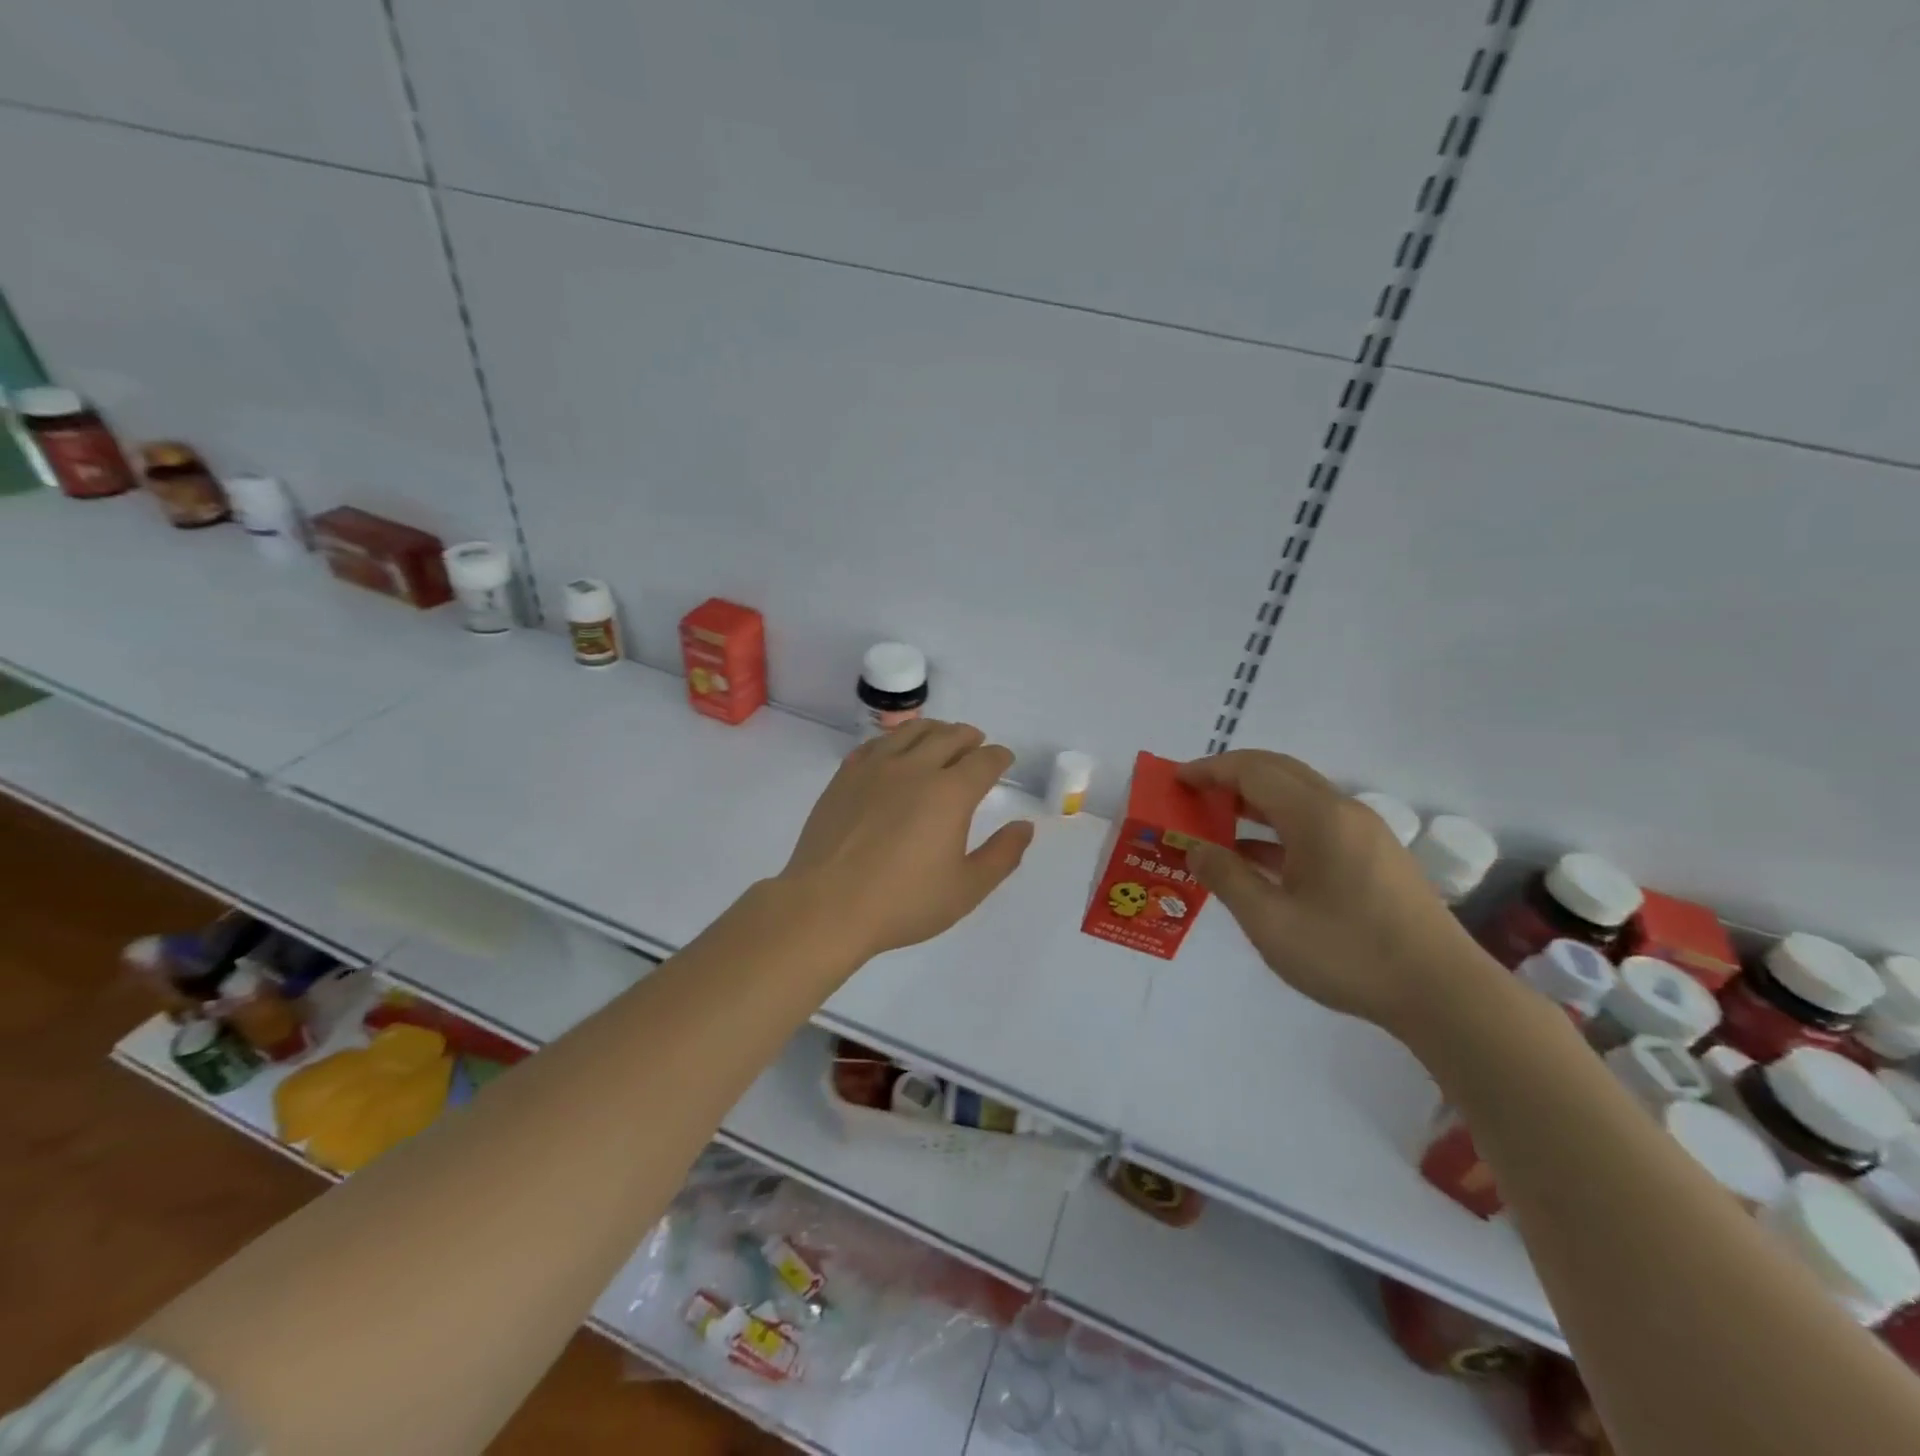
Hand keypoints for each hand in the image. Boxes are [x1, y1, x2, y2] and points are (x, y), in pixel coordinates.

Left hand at [778, 720, 1034, 962]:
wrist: (826, 906)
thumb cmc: (903, 902)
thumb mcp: (966, 889)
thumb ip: (1002, 856)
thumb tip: (1024, 826)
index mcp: (950, 793)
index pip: (984, 761)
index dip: (999, 757)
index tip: (1004, 760)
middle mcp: (915, 768)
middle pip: (950, 736)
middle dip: (970, 737)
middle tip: (977, 745)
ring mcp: (876, 768)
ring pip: (912, 731)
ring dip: (935, 730)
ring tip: (941, 738)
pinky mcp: (845, 776)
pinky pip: (877, 743)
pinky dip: (897, 740)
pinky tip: (896, 751)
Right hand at [1177, 751, 1497, 1036]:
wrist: (1444, 995)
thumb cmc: (1348, 954)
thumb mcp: (1270, 921)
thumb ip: (1226, 879)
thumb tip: (1196, 848)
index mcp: (1317, 816)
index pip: (1253, 771)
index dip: (1210, 770)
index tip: (1175, 781)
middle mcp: (1343, 811)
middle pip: (1279, 773)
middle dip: (1231, 777)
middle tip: (1192, 795)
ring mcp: (1364, 834)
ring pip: (1299, 799)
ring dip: (1255, 803)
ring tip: (1216, 823)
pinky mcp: (1375, 858)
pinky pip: (1316, 825)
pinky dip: (1279, 829)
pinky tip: (1257, 858)